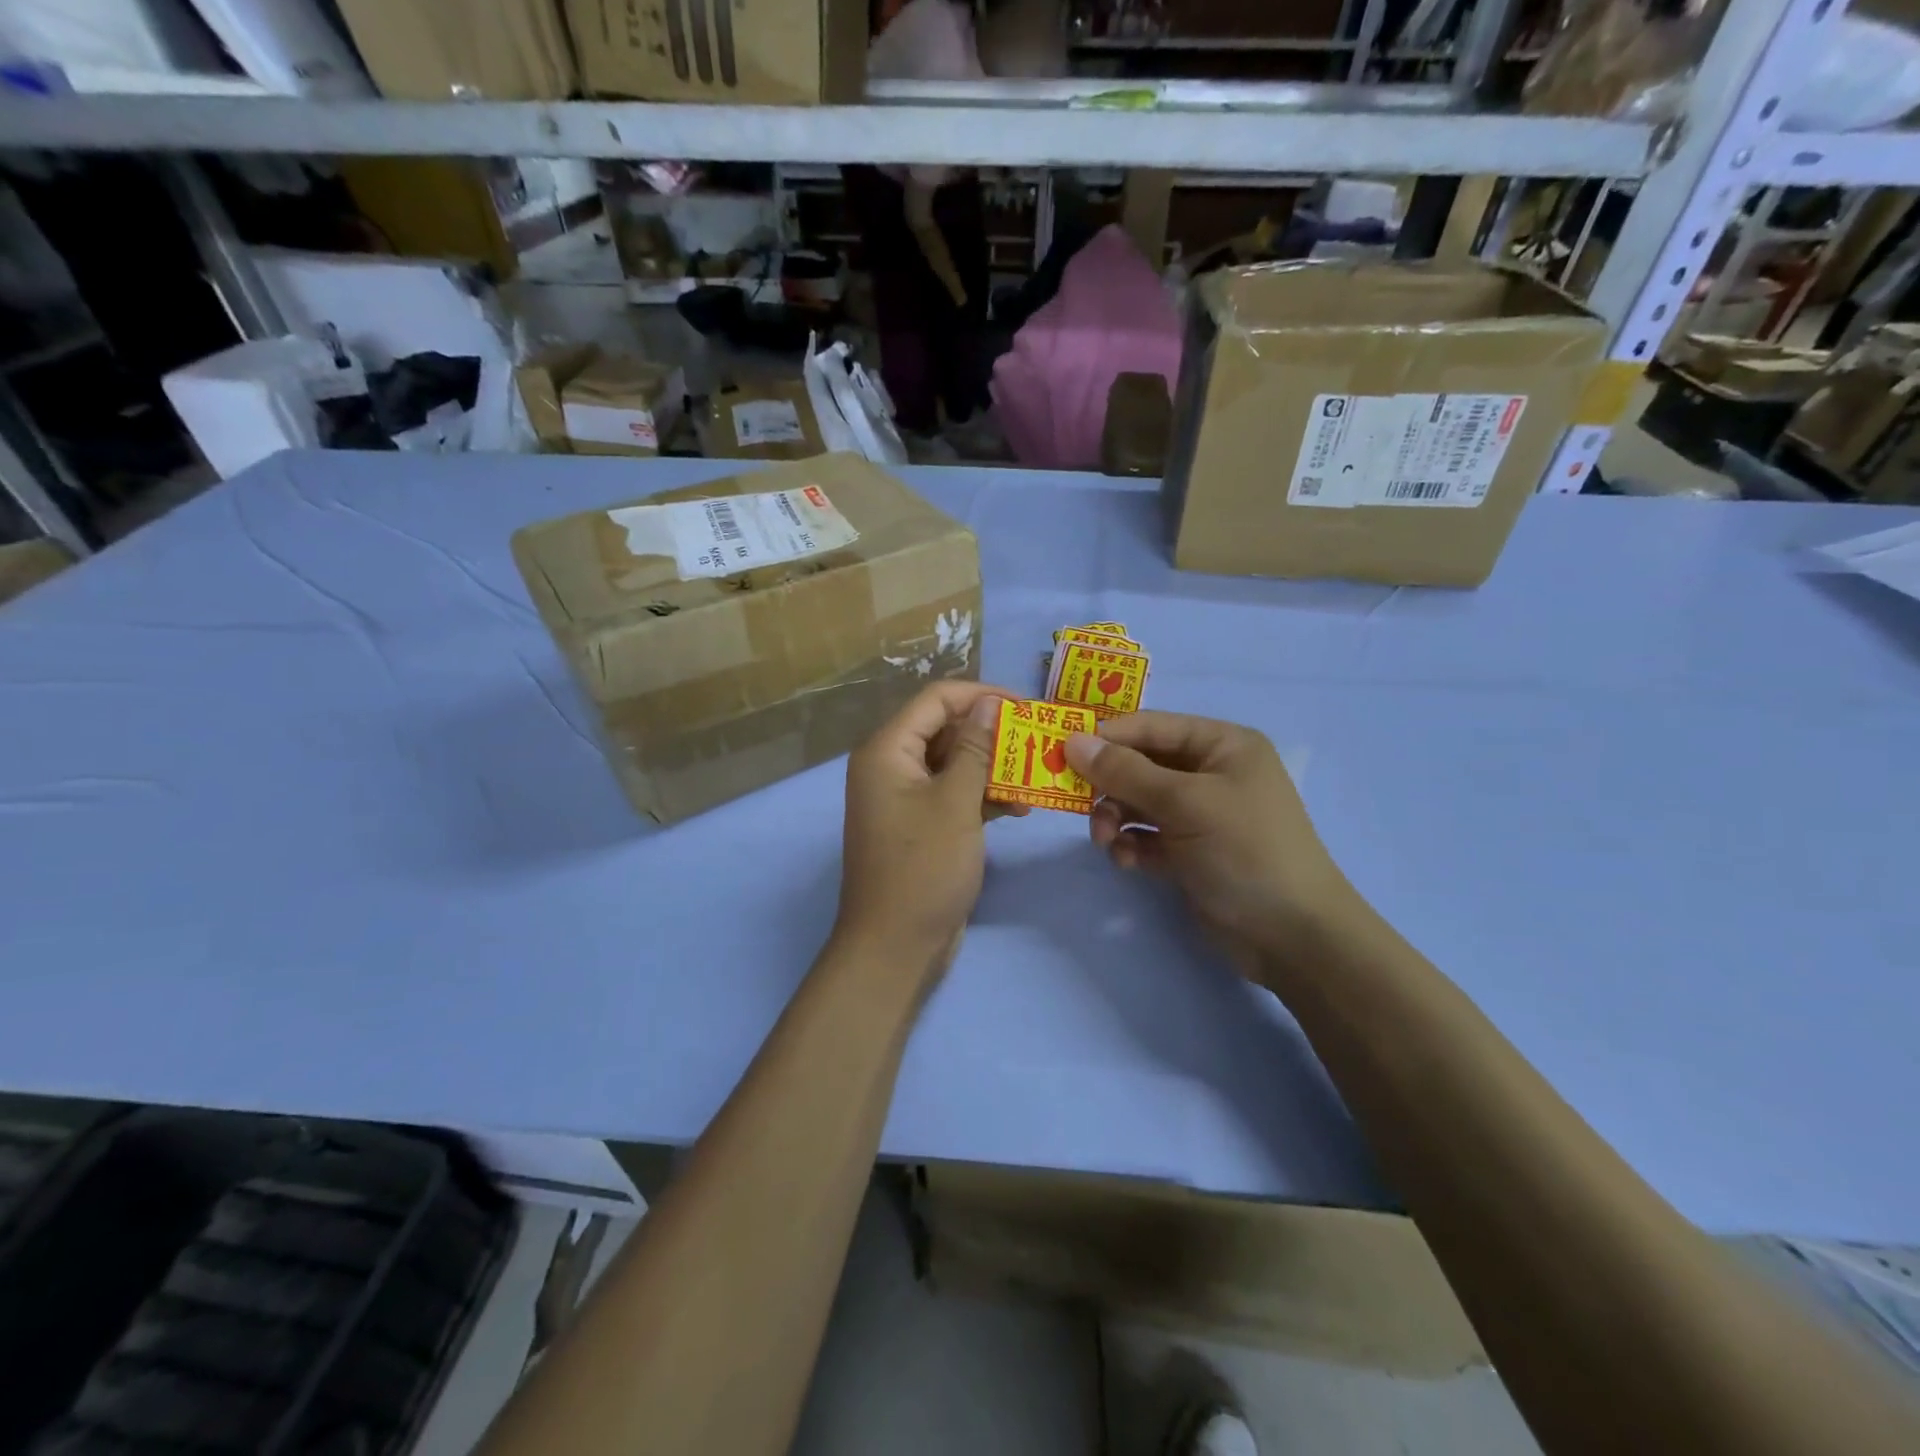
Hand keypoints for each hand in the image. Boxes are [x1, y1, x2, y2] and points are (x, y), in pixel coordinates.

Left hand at [833, 681, 1021, 982]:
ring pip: (955, 763)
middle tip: (1040, 741)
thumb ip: (975, 748)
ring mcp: (906, 797)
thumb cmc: (923, 868)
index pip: (936, 699)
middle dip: (992, 733)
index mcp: (887, 750)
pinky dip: (983, 795)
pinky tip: (1018, 807)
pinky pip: (954, 793)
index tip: (1029, 706)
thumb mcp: (955, 803)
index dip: (983, 695)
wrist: (894, 947)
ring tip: (1036, 778)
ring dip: (993, 767)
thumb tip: (989, 703)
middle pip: (946, 729)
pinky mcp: (922, 824)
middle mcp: (891, 765)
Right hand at [1063, 712, 1355, 980]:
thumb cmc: (1244, 850)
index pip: (1151, 726)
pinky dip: (1132, 845)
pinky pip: (1147, 837)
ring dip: (1116, 819)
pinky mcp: (1190, 853)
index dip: (1107, 737)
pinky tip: (1128, 862)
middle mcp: (1211, 774)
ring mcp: (1201, 815)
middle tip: (1081, 807)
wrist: (1292, 936)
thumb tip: (1072, 741)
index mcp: (1222, 745)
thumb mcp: (1184, 803)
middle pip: (1141, 765)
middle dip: (1110, 786)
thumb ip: (1125, 772)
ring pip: (1139, 803)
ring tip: (1107, 842)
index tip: (1062, 752)